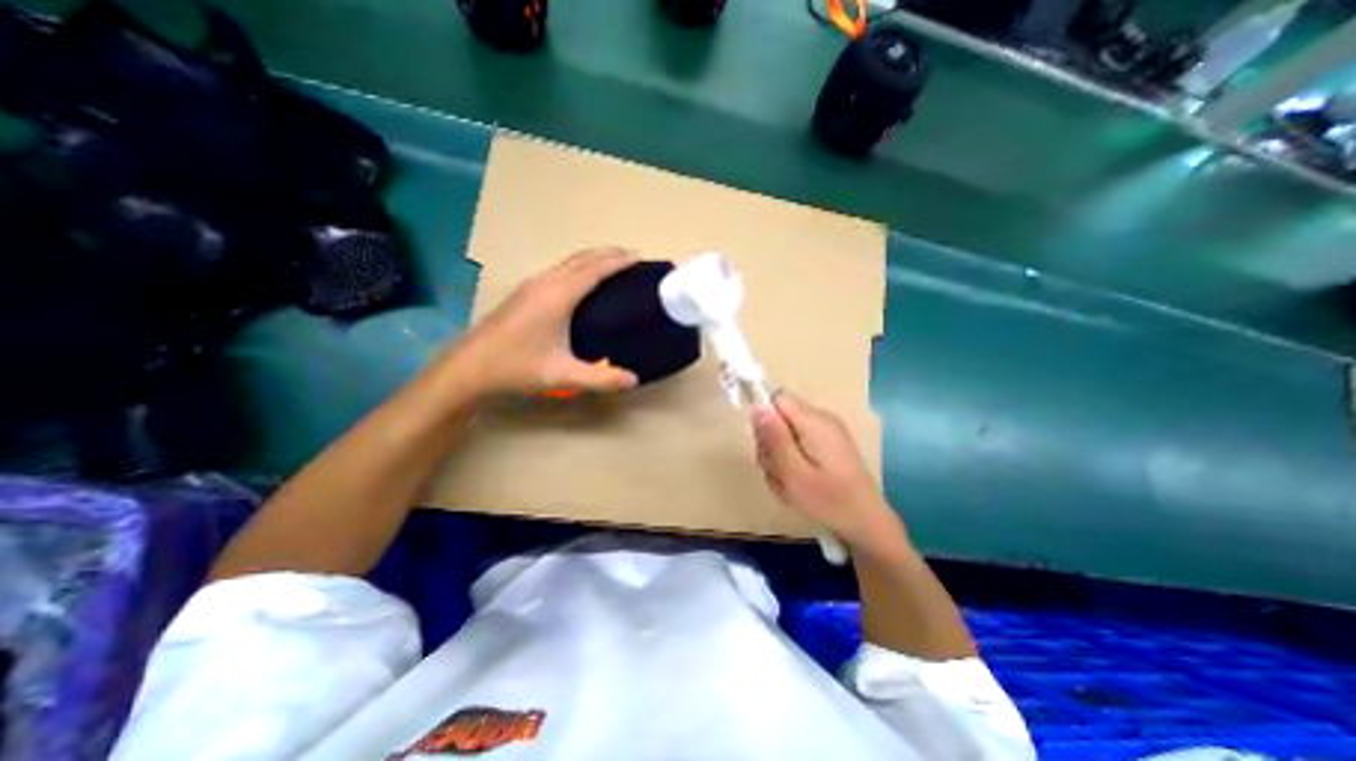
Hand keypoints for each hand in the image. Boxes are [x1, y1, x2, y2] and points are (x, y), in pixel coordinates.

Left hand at [449, 247, 642, 394]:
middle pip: (582, 258)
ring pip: (568, 262)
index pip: (595, 270)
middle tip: (632, 257)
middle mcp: (545, 282)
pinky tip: (581, 282)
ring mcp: (531, 285)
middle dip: (608, 254)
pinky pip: (559, 269)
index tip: (639, 256)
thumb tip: (634, 380)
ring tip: (612, 265)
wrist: (469, 367)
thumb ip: (601, 379)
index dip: (619, 261)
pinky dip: (578, 267)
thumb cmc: (517, 367)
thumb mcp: (563, 376)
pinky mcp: (524, 293)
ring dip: (592, 258)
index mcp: (558, 296)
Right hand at [752, 391, 910, 557]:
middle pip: (779, 417)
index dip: (765, 419)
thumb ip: (775, 439)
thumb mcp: (794, 473)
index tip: (767, 447)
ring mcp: (826, 432)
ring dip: (779, 456)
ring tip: (789, 482)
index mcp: (814, 422)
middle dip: (771, 443)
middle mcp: (821, 419)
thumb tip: (758, 406)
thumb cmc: (829, 501)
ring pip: (785, 432)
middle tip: (779, 472)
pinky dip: (791, 461)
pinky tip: (798, 481)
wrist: (867, 524)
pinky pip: (798, 443)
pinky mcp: (827, 445)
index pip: (777, 399)